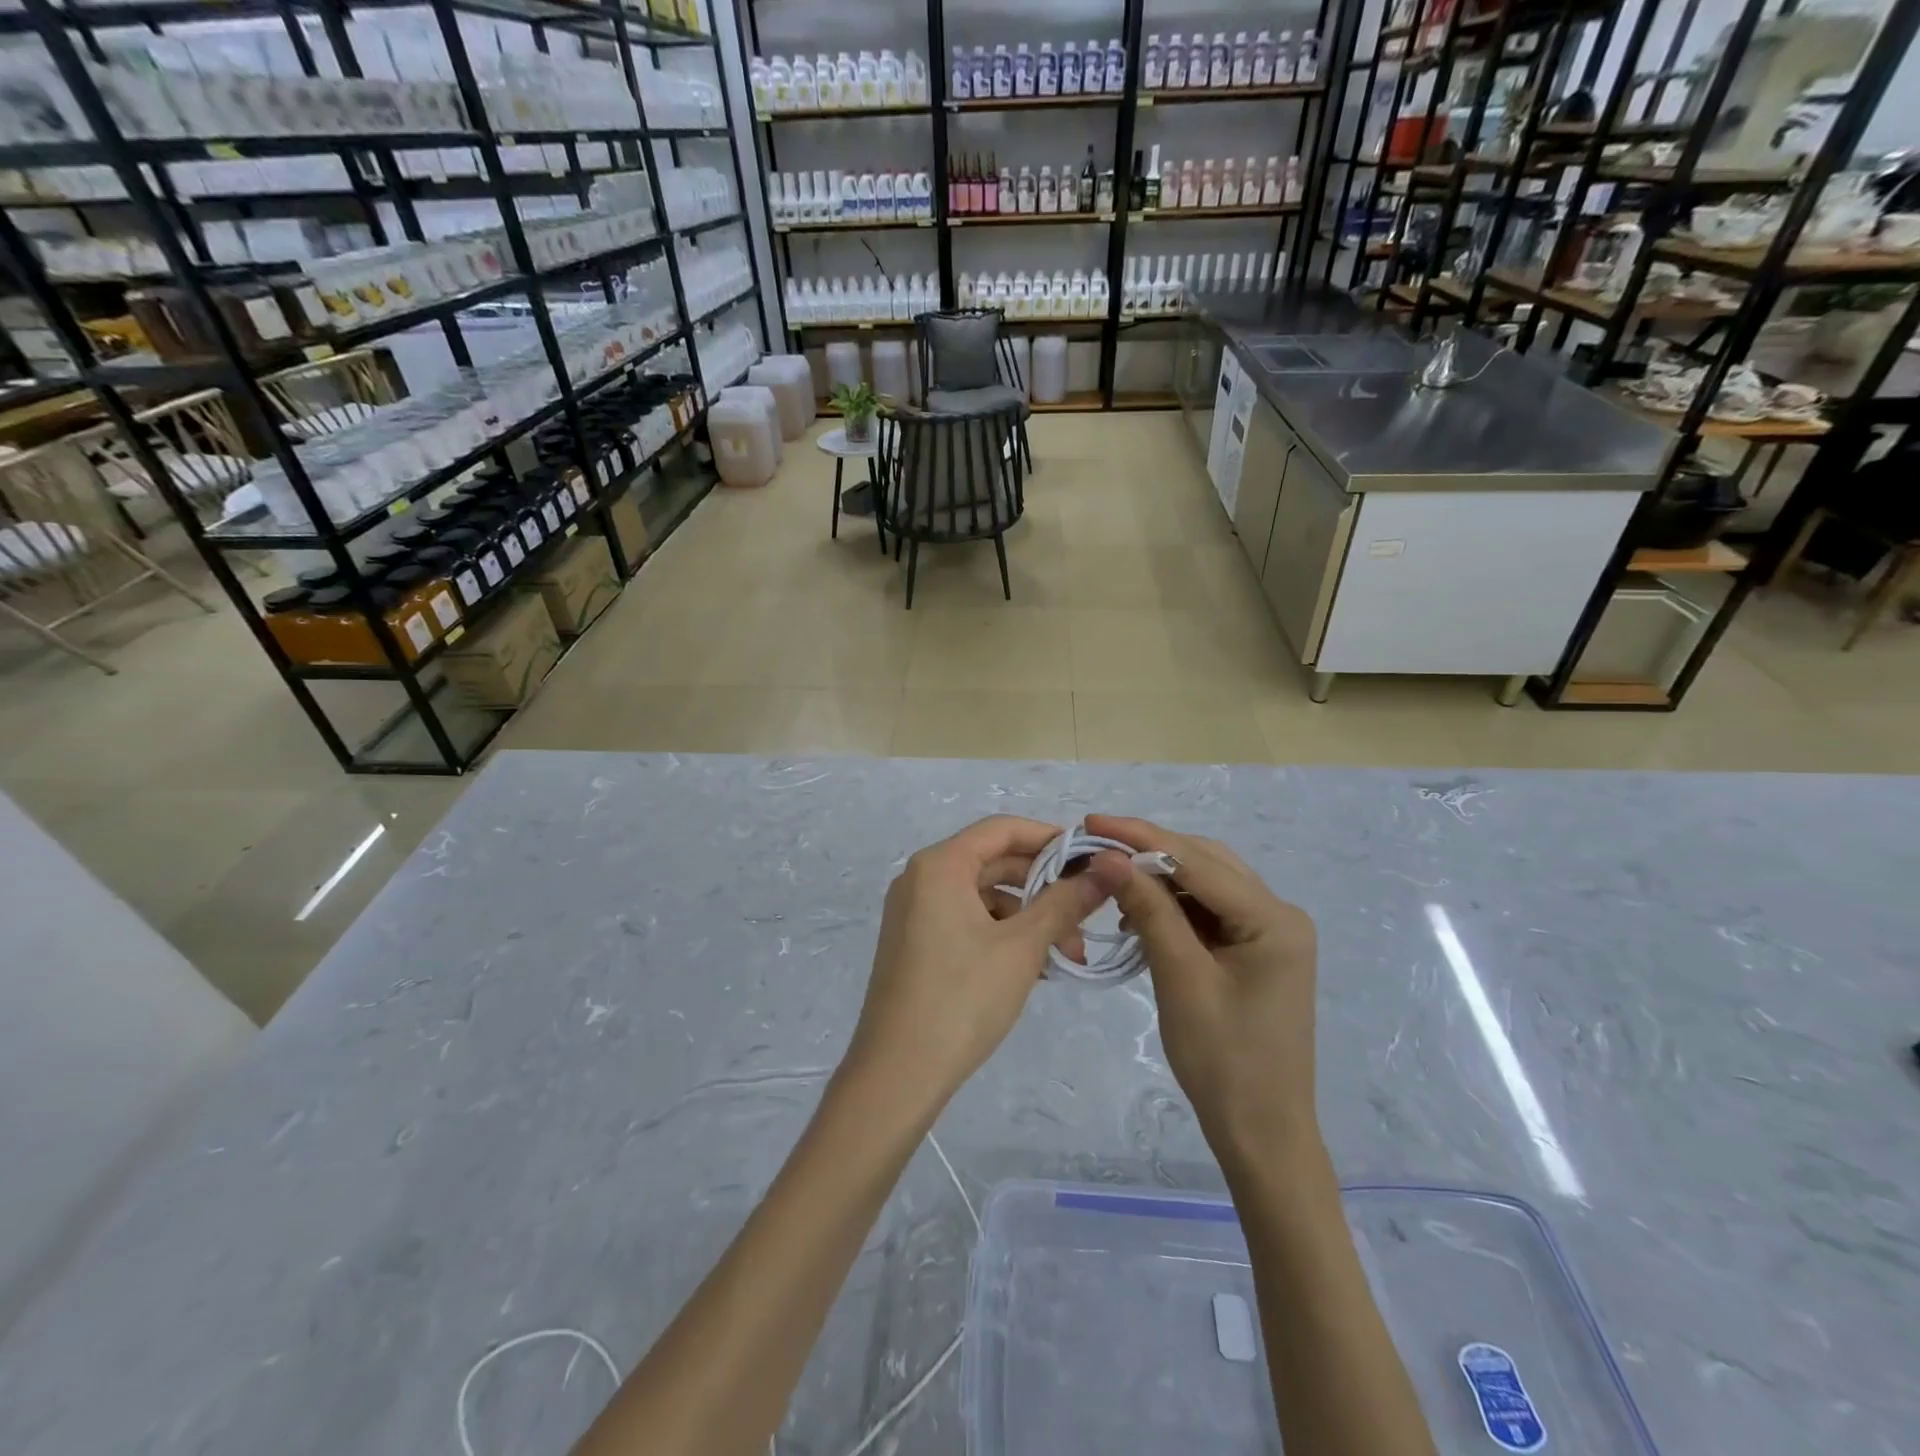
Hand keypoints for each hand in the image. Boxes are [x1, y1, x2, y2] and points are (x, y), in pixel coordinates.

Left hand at [844, 816, 1129, 1117]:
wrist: (898, 1074)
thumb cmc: (962, 998)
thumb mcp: (1022, 947)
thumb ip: (1064, 902)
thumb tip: (1106, 872)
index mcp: (939, 865)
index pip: (1002, 829)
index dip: (1049, 838)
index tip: (1090, 859)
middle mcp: (921, 878)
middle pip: (994, 863)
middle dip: (1044, 888)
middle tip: (1087, 914)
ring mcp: (915, 912)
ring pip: (984, 897)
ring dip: (1028, 918)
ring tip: (1066, 956)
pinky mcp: (916, 943)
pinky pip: (968, 921)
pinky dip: (1003, 935)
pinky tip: (1036, 966)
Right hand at [1084, 814, 1320, 1166]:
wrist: (1261, 1132)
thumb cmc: (1223, 1061)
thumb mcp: (1180, 978)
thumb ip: (1149, 909)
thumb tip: (1108, 857)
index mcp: (1273, 918)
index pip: (1197, 861)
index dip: (1141, 837)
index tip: (1092, 823)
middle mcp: (1279, 914)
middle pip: (1206, 863)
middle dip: (1150, 851)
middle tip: (1096, 845)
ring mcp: (1270, 933)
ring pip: (1206, 884)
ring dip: (1160, 879)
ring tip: (1112, 881)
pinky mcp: (1255, 950)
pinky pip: (1209, 912)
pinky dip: (1173, 907)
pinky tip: (1140, 914)